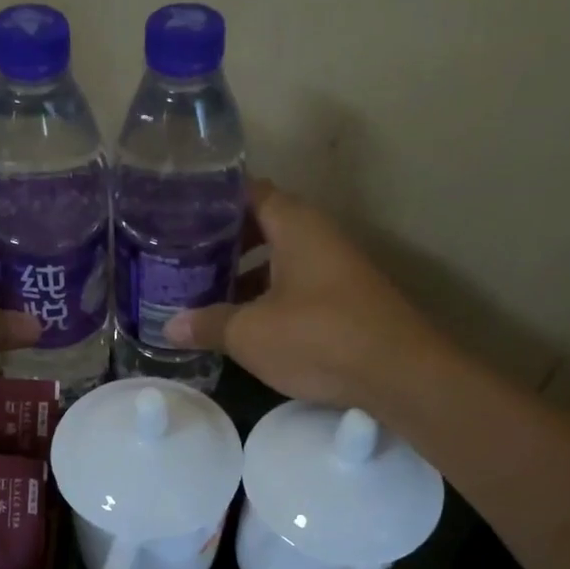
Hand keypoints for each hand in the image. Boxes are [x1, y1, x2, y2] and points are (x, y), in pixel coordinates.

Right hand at [165, 182, 439, 410]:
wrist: (400, 375)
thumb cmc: (319, 337)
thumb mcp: (251, 333)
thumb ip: (209, 324)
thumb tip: (169, 328)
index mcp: (296, 226)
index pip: (249, 192)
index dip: (213, 200)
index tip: (179, 213)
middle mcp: (318, 237)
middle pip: (262, 225)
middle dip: (223, 242)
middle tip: (183, 257)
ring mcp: (335, 268)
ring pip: (279, 258)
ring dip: (245, 273)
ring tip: (204, 292)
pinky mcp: (344, 299)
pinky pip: (295, 285)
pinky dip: (267, 295)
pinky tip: (244, 322)